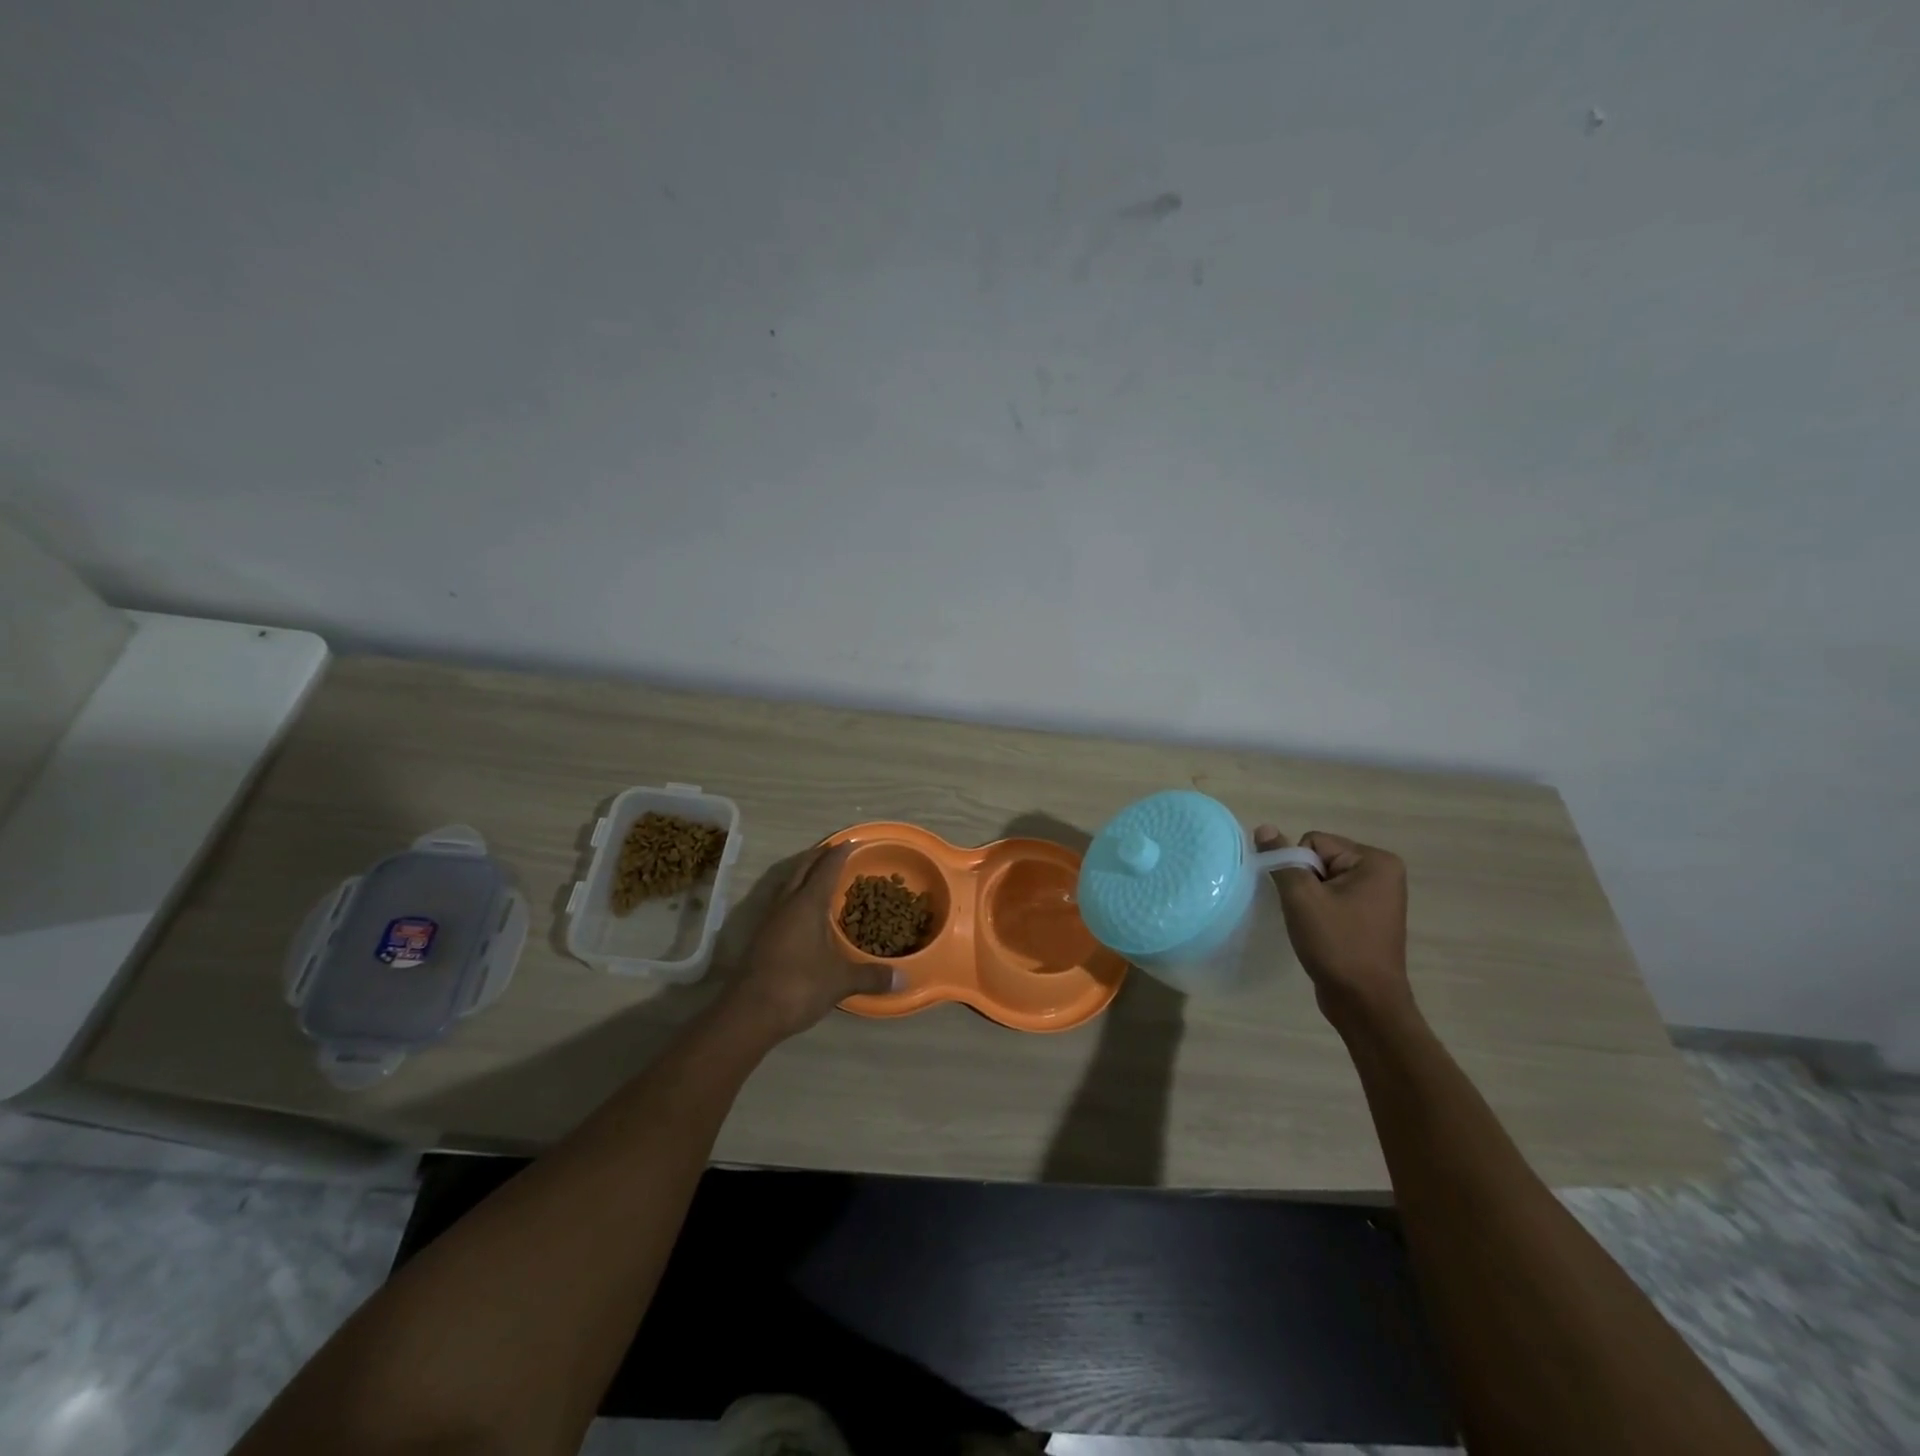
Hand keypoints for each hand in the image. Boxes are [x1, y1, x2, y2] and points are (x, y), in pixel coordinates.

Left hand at [724, 843, 897, 1041]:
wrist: (750, 1012)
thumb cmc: (799, 986)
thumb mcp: (841, 981)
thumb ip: (871, 976)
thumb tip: (903, 978)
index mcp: (808, 904)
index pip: (826, 868)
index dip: (840, 854)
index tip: (851, 842)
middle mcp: (787, 904)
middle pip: (802, 868)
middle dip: (819, 856)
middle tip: (835, 850)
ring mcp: (770, 919)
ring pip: (788, 883)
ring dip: (804, 873)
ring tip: (820, 873)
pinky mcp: (762, 936)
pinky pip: (782, 901)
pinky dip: (796, 894)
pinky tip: (803, 910)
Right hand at [1256, 826, 1412, 1029]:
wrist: (1364, 1003)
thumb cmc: (1337, 945)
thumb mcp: (1302, 898)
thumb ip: (1281, 860)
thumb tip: (1264, 828)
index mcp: (1375, 861)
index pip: (1314, 843)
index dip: (1298, 868)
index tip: (1305, 900)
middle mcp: (1382, 873)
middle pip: (1319, 859)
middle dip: (1304, 883)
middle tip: (1308, 915)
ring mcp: (1378, 896)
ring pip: (1322, 880)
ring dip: (1309, 899)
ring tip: (1314, 926)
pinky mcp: (1369, 917)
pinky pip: (1332, 898)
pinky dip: (1319, 911)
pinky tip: (1320, 932)